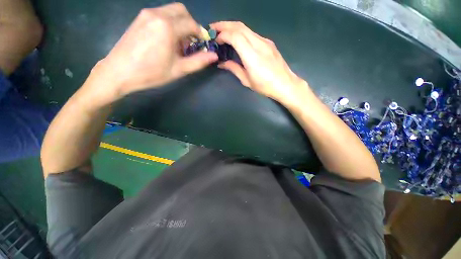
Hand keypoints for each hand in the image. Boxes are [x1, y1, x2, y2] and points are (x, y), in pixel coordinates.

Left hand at [84, 3, 217, 105]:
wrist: (120, 72)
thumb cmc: (152, 73)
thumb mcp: (179, 70)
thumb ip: (199, 61)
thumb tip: (214, 56)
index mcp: (168, 27)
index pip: (191, 24)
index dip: (201, 34)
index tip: (203, 45)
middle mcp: (157, 14)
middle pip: (182, 11)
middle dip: (191, 25)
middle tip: (192, 43)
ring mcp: (146, 14)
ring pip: (171, 11)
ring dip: (180, 24)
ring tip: (179, 44)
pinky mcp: (140, 18)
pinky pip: (161, 14)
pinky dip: (170, 23)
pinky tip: (167, 40)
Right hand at [210, 21, 306, 104]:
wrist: (285, 84)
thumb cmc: (265, 86)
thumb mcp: (247, 80)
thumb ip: (234, 69)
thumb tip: (222, 63)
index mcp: (252, 56)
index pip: (235, 36)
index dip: (223, 35)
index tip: (215, 40)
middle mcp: (258, 44)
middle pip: (239, 26)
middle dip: (224, 25)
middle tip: (213, 29)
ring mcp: (265, 41)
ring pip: (246, 28)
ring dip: (232, 27)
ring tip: (223, 32)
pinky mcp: (268, 43)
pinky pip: (252, 34)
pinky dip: (241, 33)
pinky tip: (238, 40)